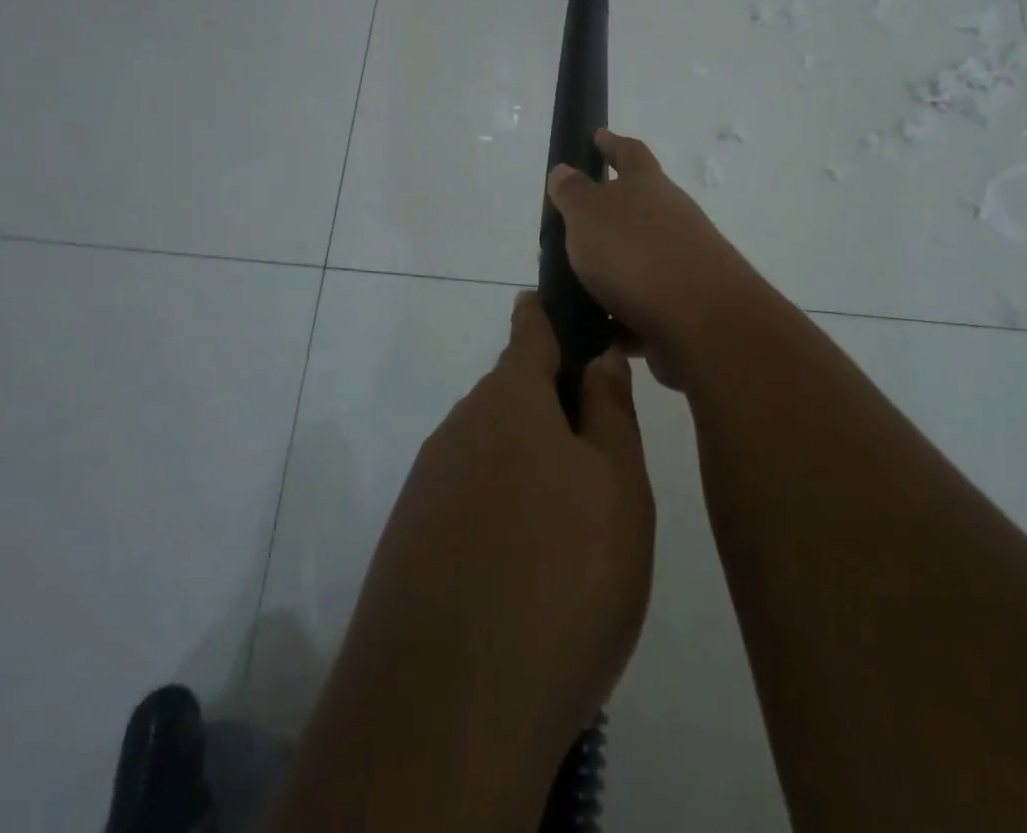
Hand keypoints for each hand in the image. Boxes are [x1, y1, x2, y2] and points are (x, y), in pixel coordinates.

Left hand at [315, 293, 653, 820]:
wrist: (447, 714)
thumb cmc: (559, 578)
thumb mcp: (617, 488)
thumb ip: (608, 412)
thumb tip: (596, 357)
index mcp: (509, 399)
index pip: (530, 328)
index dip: (553, 314)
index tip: (575, 312)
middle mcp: (459, 428)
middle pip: (513, 397)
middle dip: (554, 411)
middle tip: (602, 462)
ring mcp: (427, 486)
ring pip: (491, 453)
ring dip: (529, 469)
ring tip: (571, 532)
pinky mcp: (409, 542)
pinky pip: (467, 503)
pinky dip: (499, 517)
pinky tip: (524, 574)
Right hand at [547, 128, 760, 358]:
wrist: (702, 321)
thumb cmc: (636, 253)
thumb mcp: (589, 215)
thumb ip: (573, 193)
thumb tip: (565, 170)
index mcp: (648, 186)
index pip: (630, 152)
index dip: (612, 143)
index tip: (597, 135)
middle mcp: (672, 216)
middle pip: (639, 206)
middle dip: (609, 214)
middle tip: (574, 225)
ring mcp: (684, 260)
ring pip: (641, 258)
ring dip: (614, 269)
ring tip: (577, 285)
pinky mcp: (687, 304)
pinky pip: (645, 305)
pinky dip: (623, 314)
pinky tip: (600, 330)